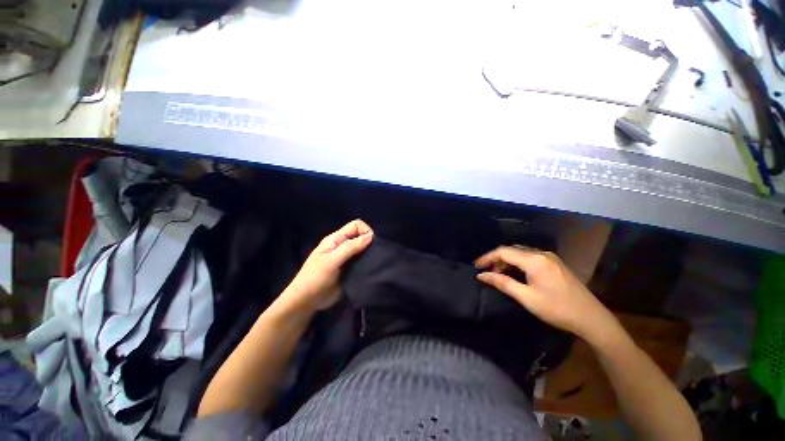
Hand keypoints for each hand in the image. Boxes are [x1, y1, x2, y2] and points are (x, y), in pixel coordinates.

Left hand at [277, 220, 373, 312]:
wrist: (306, 301)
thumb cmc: (316, 278)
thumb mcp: (332, 261)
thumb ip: (350, 247)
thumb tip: (370, 236)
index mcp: (336, 239)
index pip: (356, 225)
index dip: (366, 230)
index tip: (373, 243)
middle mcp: (342, 245)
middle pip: (360, 236)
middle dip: (370, 242)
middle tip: (376, 254)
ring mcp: (346, 258)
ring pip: (363, 249)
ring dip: (370, 253)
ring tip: (376, 261)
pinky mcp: (350, 269)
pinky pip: (362, 261)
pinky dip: (368, 262)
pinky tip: (372, 268)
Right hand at [475, 246, 617, 342]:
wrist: (592, 318)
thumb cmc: (557, 309)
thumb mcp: (527, 297)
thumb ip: (502, 283)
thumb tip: (482, 275)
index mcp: (534, 260)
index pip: (503, 251)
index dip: (487, 257)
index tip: (476, 266)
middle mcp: (541, 254)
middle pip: (512, 250)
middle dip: (496, 259)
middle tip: (487, 273)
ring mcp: (550, 258)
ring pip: (521, 253)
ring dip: (507, 261)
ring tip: (499, 275)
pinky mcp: (555, 263)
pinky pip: (530, 257)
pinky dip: (518, 263)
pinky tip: (516, 274)